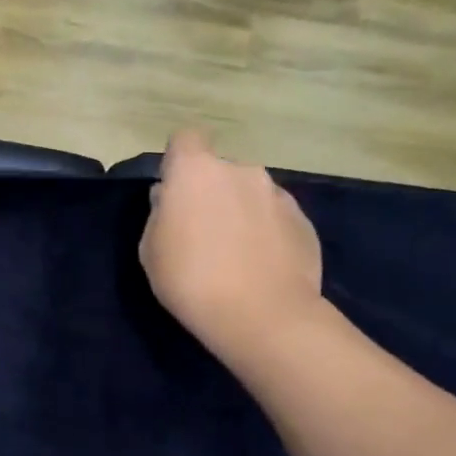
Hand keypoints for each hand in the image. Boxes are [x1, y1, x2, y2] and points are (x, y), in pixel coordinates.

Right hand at [139, 129, 322, 365]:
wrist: (263, 317)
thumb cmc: (190, 279)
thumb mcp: (151, 250)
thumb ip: (160, 213)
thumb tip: (170, 198)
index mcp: (196, 170)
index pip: (186, 138)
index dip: (179, 159)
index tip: (175, 189)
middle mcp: (240, 171)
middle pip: (221, 170)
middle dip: (213, 191)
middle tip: (204, 231)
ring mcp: (277, 194)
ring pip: (251, 193)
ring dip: (242, 211)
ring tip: (238, 253)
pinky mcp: (304, 221)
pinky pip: (276, 217)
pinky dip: (268, 232)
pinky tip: (263, 265)